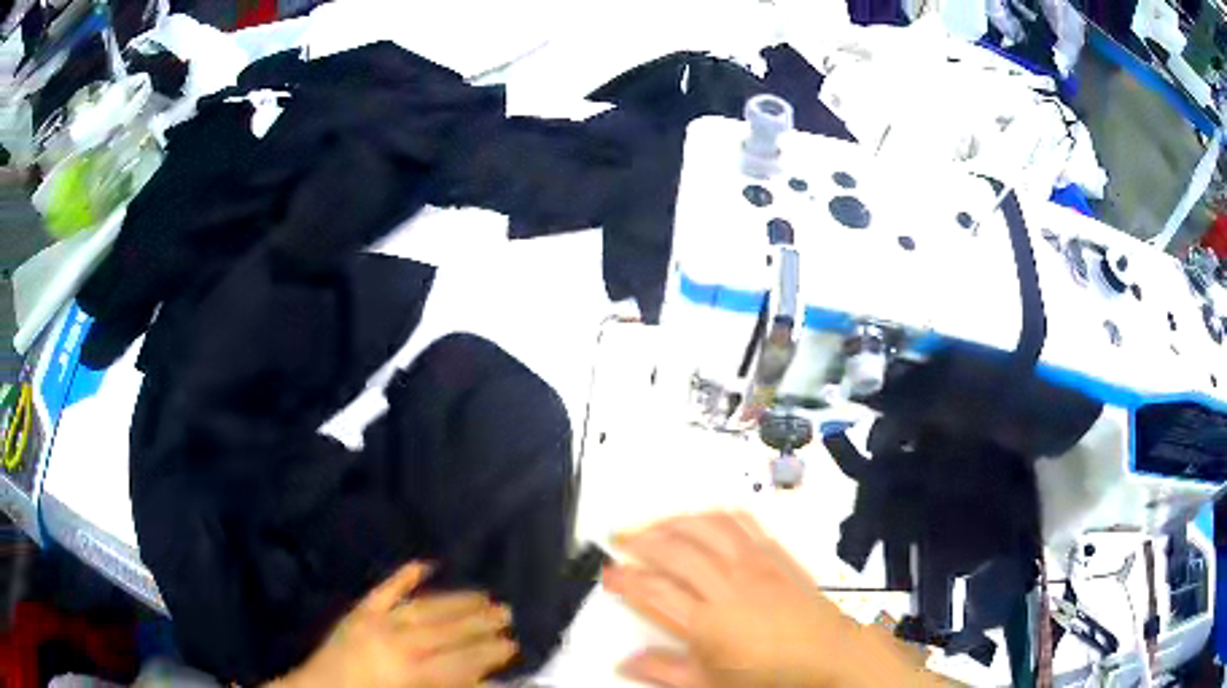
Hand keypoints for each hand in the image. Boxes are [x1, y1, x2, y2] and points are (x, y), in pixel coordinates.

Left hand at [273, 562, 516, 687]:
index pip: (461, 659)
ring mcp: (375, 622)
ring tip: (484, 594)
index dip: (489, 651)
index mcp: (411, 673)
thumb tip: (488, 680)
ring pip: (424, 607)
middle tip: (506, 612)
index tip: (512, 643)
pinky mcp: (358, 612)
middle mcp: (396, 642)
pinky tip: (423, 564)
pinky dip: (404, 576)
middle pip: (447, 630)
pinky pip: (384, 591)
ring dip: (455, 600)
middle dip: (480, 622)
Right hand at [603, 512, 935, 687]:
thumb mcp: (711, 685)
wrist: (831, 656)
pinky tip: (706, 516)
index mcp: (709, 622)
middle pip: (674, 551)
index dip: (625, 579)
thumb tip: (628, 663)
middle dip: (641, 540)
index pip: (654, 591)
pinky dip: (717, 514)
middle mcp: (729, 585)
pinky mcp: (776, 555)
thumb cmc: (776, 676)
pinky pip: (742, 523)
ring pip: (705, 529)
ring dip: (675, 521)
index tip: (609, 572)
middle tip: (621, 538)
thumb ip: (665, 672)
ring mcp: (755, 565)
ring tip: (655, 523)